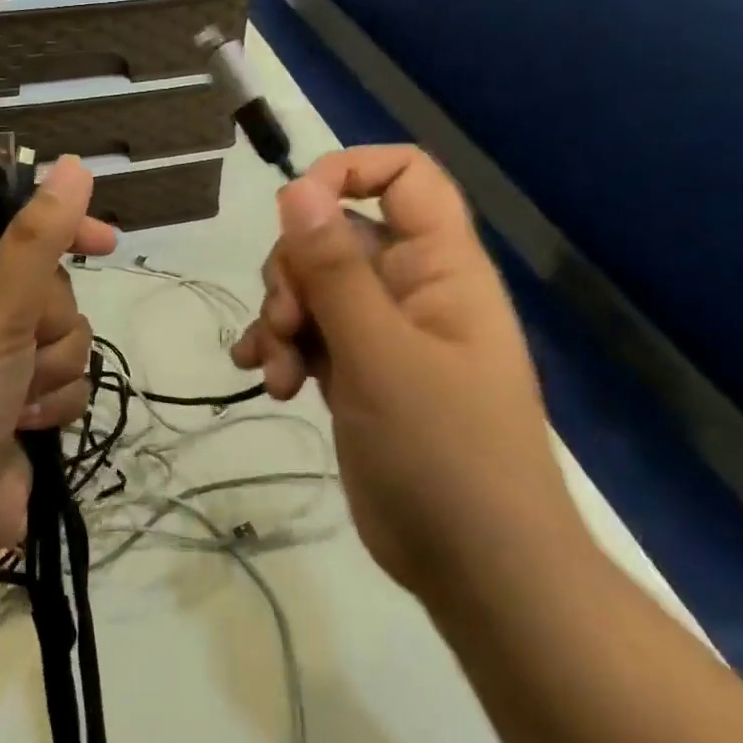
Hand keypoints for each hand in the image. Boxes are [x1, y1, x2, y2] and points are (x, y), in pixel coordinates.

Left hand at [0, 158, 117, 573]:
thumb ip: (38, 238)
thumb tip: (74, 166)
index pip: (19, 231)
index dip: (62, 230)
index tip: (106, 241)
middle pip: (55, 291)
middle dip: (50, 325)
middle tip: (18, 351)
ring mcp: (3, 365)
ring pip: (70, 340)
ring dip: (52, 371)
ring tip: (16, 400)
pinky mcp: (26, 408)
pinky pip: (69, 384)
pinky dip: (54, 405)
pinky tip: (26, 426)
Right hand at [231, 147, 583, 596]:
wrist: (477, 569)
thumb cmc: (445, 453)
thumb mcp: (380, 353)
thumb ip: (334, 269)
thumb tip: (296, 187)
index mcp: (440, 267)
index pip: (405, 176)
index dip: (348, 173)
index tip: (295, 210)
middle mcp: (410, 288)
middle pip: (337, 234)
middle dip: (294, 272)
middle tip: (287, 323)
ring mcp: (383, 333)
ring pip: (313, 287)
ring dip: (281, 318)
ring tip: (278, 369)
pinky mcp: (358, 372)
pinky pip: (309, 333)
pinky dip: (282, 348)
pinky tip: (265, 379)